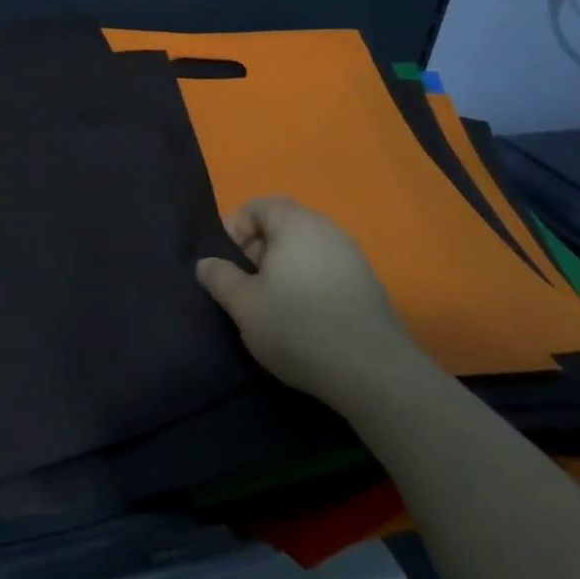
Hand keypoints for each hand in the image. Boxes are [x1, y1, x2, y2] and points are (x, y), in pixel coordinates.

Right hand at [196, 196, 429, 409]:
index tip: (225, 263)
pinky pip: (323, 271)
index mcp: (297, 224)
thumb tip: (206, 263)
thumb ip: (219, 277)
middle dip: (255, 252)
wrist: (372, 372)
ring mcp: (352, 258)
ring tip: (268, 306)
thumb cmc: (297, 326)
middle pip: (281, 226)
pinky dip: (304, 285)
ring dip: (280, 271)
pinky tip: (300, 319)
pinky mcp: (366, 286)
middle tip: (243, 287)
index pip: (258, 206)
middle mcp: (328, 231)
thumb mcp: (243, 304)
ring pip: (303, 251)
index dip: (234, 228)